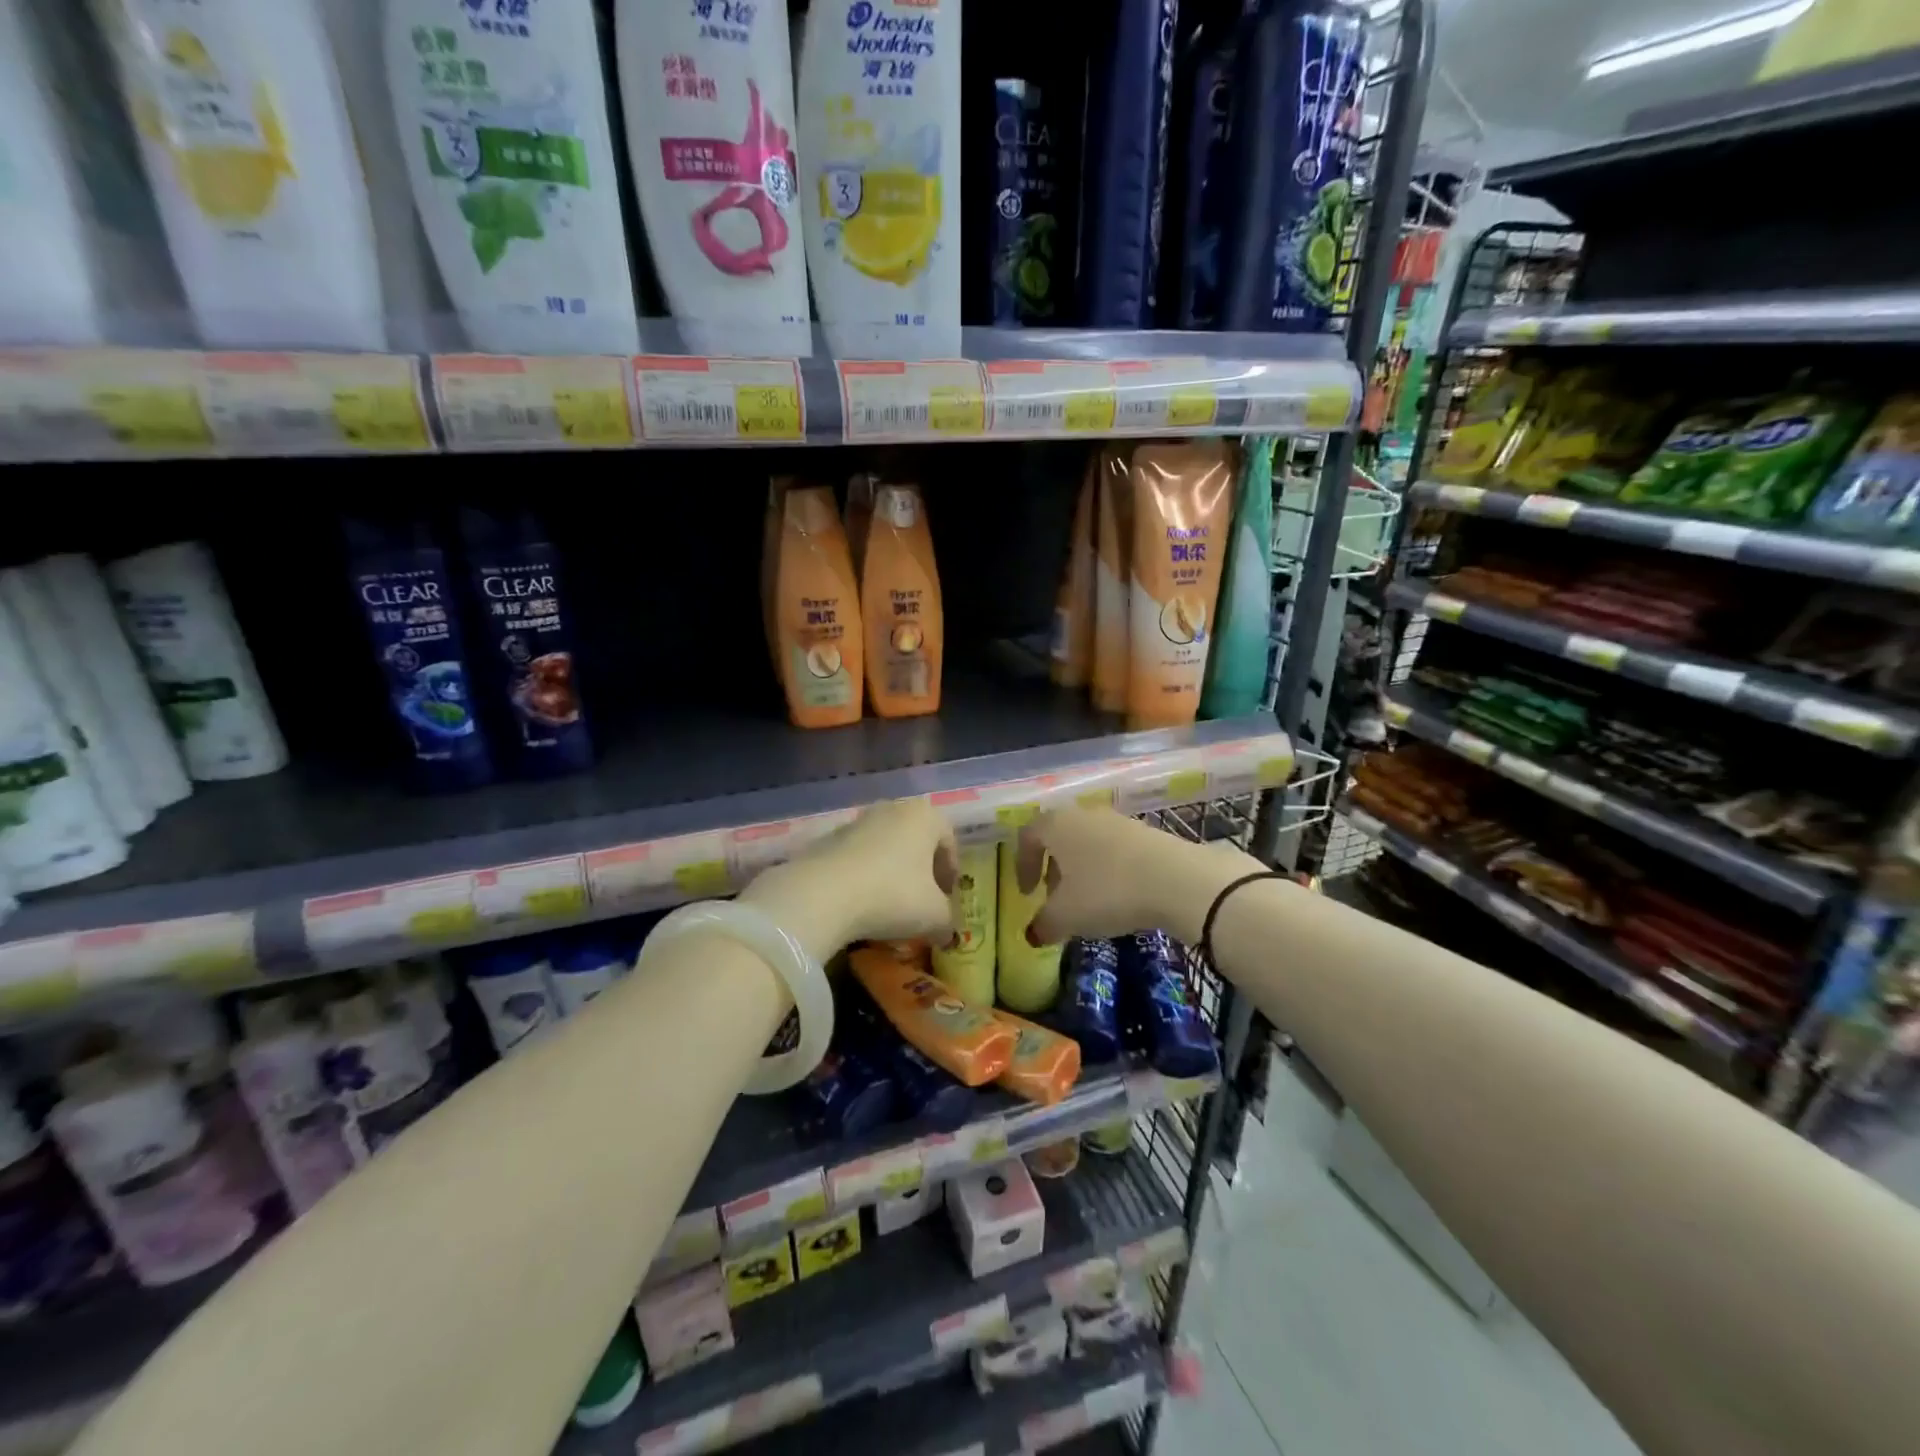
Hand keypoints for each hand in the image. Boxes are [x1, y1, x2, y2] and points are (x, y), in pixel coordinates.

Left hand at [741, 797, 958, 955]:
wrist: (822, 894)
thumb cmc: (893, 896)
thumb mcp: (934, 916)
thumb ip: (947, 921)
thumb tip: (946, 932)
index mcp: (925, 816)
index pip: (949, 840)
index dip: (951, 872)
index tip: (947, 899)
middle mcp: (892, 809)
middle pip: (916, 839)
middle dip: (921, 869)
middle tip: (921, 900)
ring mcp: (857, 821)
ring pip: (885, 846)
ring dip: (891, 871)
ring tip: (888, 905)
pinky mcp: (827, 838)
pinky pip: (857, 857)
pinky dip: (863, 875)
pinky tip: (859, 903)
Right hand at [1014, 806, 1262, 945]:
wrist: (1177, 880)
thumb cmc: (1108, 892)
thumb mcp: (1067, 916)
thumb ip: (1044, 924)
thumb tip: (1033, 934)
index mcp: (1056, 825)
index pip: (1028, 837)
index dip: (1022, 865)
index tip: (1027, 894)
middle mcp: (1084, 814)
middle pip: (1059, 837)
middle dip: (1053, 868)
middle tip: (1054, 898)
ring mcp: (1117, 820)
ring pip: (1088, 842)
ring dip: (1081, 870)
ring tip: (1088, 901)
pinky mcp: (1146, 832)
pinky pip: (1114, 849)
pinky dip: (1107, 869)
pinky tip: (1118, 895)